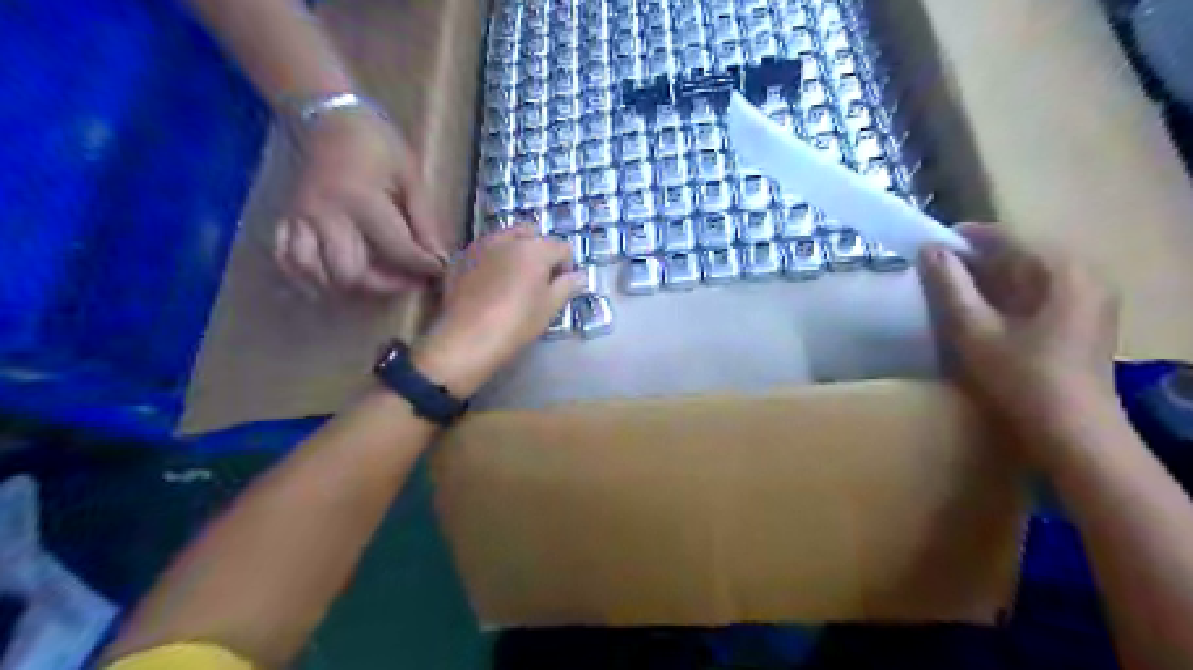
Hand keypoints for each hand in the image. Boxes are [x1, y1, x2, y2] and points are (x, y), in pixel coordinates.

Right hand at [273, 109, 448, 294]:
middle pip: (350, 273)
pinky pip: (285, 259)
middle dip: (385, 284)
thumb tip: (439, 259)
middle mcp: (326, 216)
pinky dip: (306, 275)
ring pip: (314, 272)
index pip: (397, 250)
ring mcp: (301, 219)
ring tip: (375, 279)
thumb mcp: (411, 178)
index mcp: (361, 201)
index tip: (439, 270)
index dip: (423, 266)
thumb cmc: (378, 146)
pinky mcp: (288, 220)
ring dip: (346, 285)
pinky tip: (331, 279)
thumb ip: (424, 221)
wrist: (329, 118)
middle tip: (408, 278)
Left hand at [409, 230, 586, 398]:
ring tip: (513, 280)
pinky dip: (492, 261)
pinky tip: (490, 285)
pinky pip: (484, 252)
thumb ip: (567, 286)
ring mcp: (480, 246)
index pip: (562, 247)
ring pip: (505, 239)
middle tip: (539, 278)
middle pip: (531, 234)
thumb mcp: (550, 307)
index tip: (562, 286)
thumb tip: (579, 276)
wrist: (467, 339)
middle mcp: (507, 239)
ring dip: (514, 252)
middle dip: (539, 250)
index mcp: (535, 248)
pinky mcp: (460, 259)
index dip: (567, 266)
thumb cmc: (517, 323)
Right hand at [922, 227, 1120, 440]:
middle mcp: (1086, 275)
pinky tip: (986, 310)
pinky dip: (1011, 295)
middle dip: (978, 260)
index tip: (930, 244)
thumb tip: (929, 249)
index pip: (1008, 238)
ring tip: (955, 289)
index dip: (965, 238)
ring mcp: (1092, 298)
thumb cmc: (1020, 377)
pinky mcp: (1088, 320)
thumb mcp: (974, 329)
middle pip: (1022, 254)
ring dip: (992, 278)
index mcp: (1063, 270)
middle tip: (937, 270)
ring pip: (1031, 275)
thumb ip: (951, 285)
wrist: (1072, 431)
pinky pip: (1043, 293)